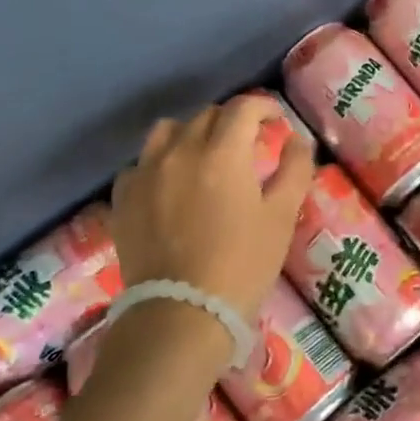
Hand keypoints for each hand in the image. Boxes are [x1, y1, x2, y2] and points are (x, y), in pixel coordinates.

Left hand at [110, 95, 316, 326]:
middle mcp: (179, 150)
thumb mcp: (282, 217)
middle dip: (232, 122)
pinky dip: (159, 164)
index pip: (243, 108)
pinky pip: (140, 164)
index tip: (275, 122)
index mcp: (222, 152)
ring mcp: (145, 172)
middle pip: (207, 116)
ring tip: (203, 157)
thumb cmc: (243, 264)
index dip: (264, 107)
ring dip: (191, 134)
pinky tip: (170, 186)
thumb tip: (296, 140)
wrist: (182, 313)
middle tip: (248, 145)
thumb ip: (294, 169)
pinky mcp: (123, 198)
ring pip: (167, 131)